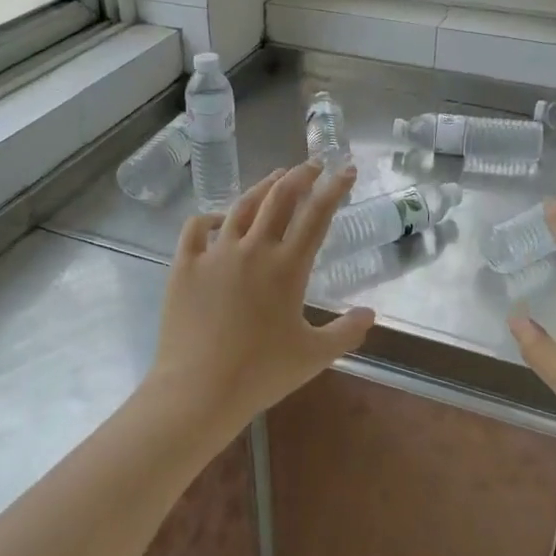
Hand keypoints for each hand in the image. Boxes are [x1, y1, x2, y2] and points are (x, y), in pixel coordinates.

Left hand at [147, 162, 375, 437]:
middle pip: (280, 198)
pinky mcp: (185, 264)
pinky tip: (220, 219)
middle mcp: (253, 249)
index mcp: (287, 267)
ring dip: (263, 186)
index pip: (317, 215)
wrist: (198, 390)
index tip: (346, 169)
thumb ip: (347, 332)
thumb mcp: (314, 356)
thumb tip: (371, 313)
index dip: (335, 188)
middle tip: (312, 165)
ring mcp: (215, 253)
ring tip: (276, 177)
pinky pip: (197, 227)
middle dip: (300, 176)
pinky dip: (211, 216)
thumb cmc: (260, 374)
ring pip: (242, 205)